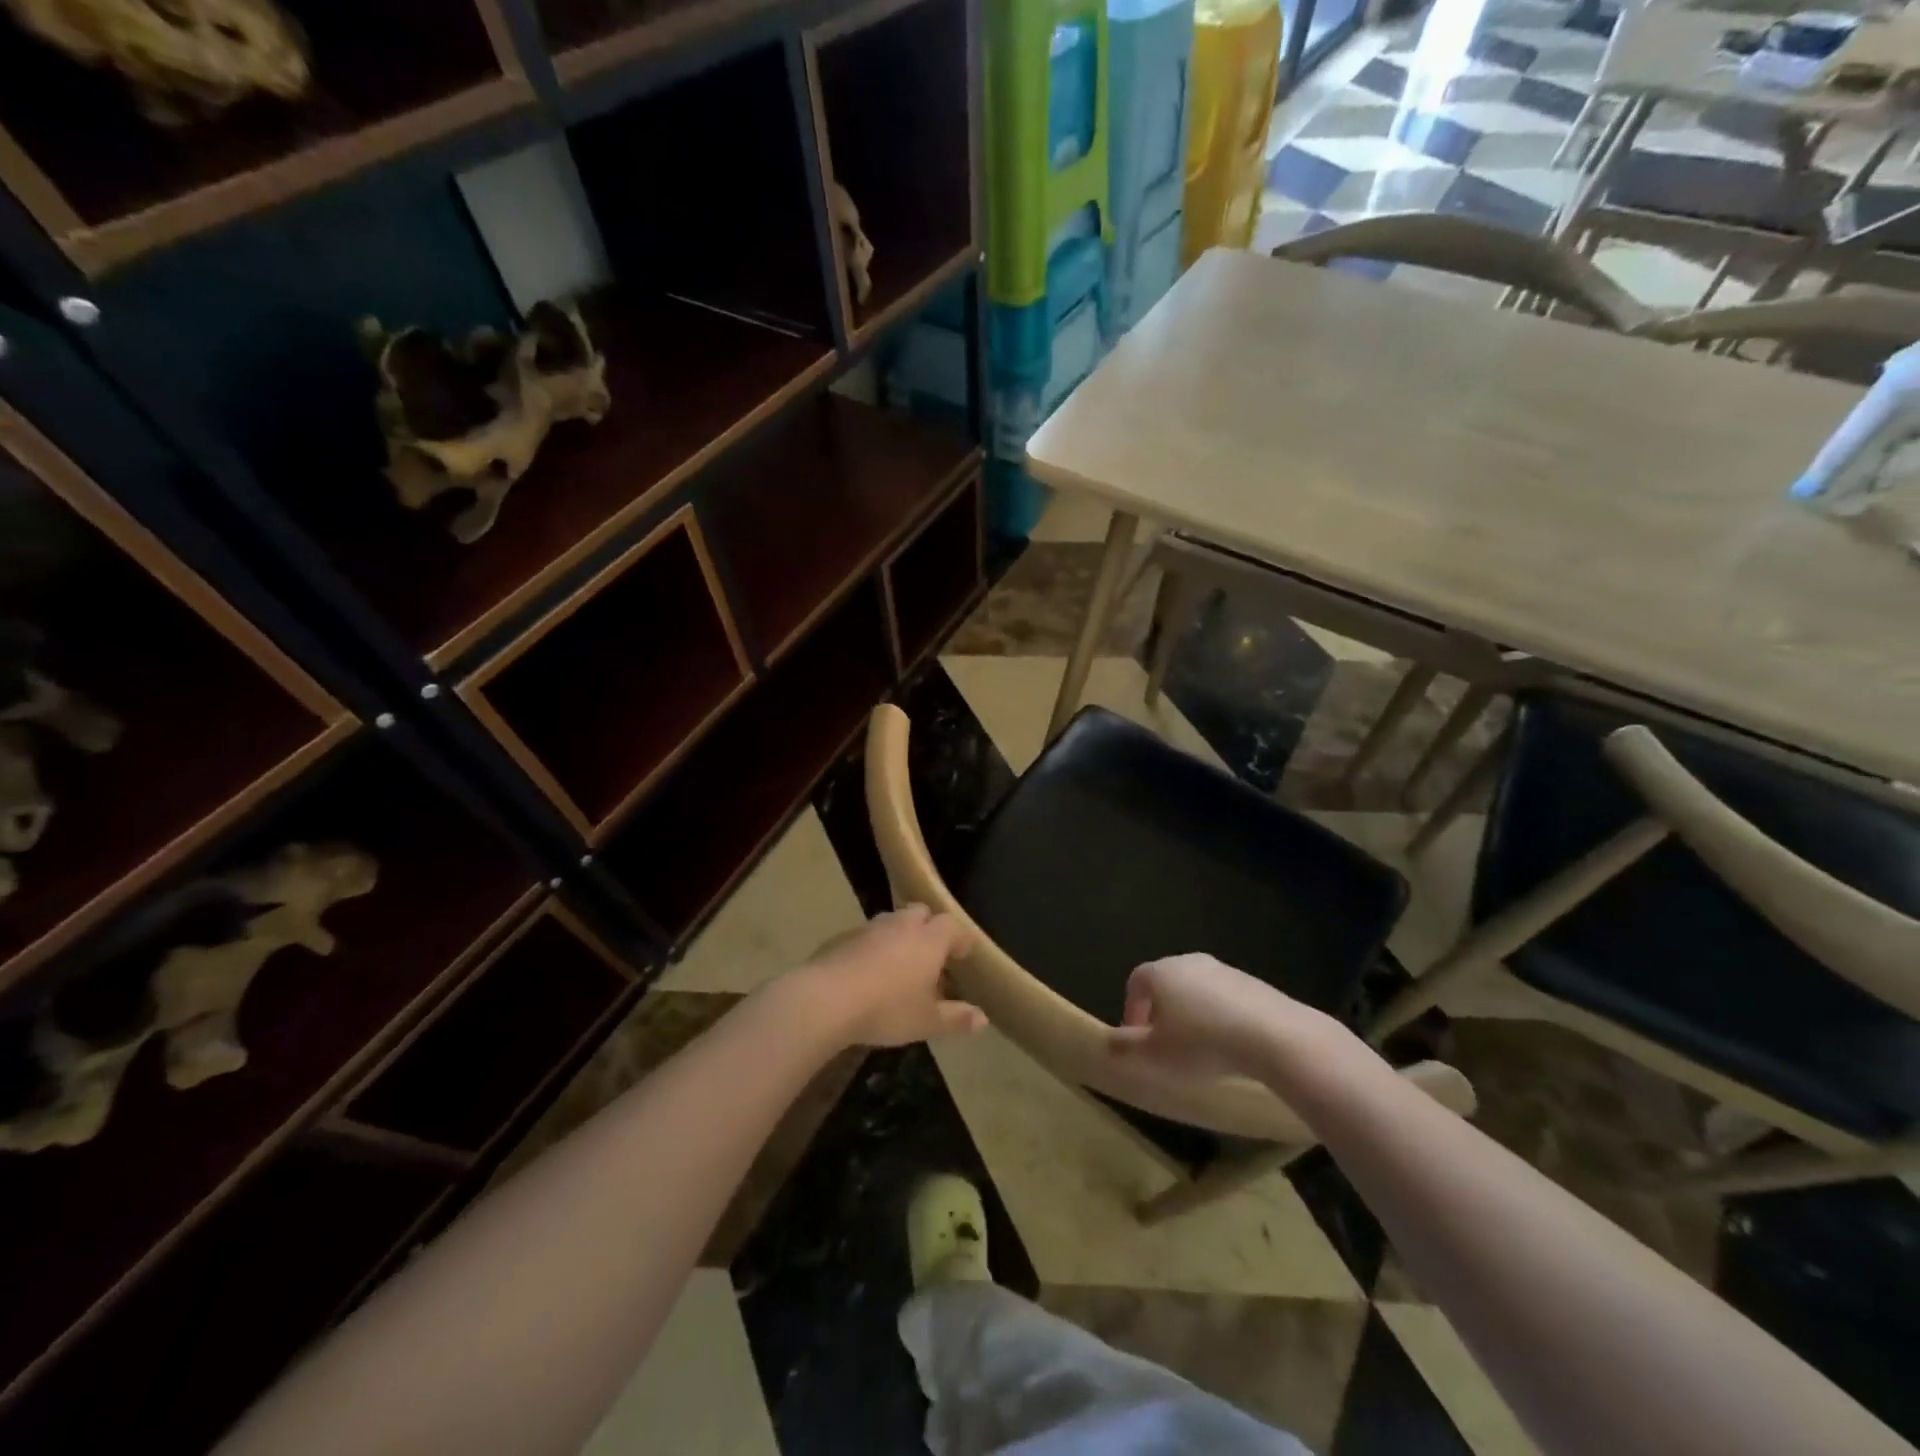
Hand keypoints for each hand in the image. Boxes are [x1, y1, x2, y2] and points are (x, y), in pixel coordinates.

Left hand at [795, 905, 985, 1048]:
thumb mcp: (926, 1022)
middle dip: (928, 928)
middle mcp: (901, 925)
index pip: (952, 926)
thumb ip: (956, 1018)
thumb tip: (983, 1019)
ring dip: (899, 936)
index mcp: (929, 939)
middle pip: (921, 913)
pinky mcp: (842, 937)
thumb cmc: (887, 1009)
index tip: (962, 955)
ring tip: (899, 965)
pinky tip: (866, 973)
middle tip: (930, 956)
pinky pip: (866, 936)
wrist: (826, 999)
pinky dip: (872, 948)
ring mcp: (869, 928)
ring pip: (892, 922)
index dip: (959, 939)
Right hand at [1108, 953, 1339, 1079]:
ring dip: (1193, 1015)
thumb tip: (1106, 1043)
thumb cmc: (1202, 1043)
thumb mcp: (1155, 1055)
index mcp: (1161, 972)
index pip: (1135, 982)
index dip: (1132, 1010)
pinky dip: (1222, 1018)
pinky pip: (1227, 999)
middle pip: (1167, 983)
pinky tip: (1231, 1046)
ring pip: (1198, 990)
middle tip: (1167, 1045)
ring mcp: (1225, 970)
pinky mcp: (1254, 984)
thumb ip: (1126, 1048)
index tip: (1138, 1039)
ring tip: (1201, 1050)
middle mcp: (1190, 962)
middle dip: (1162, 1012)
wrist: (1274, 1036)